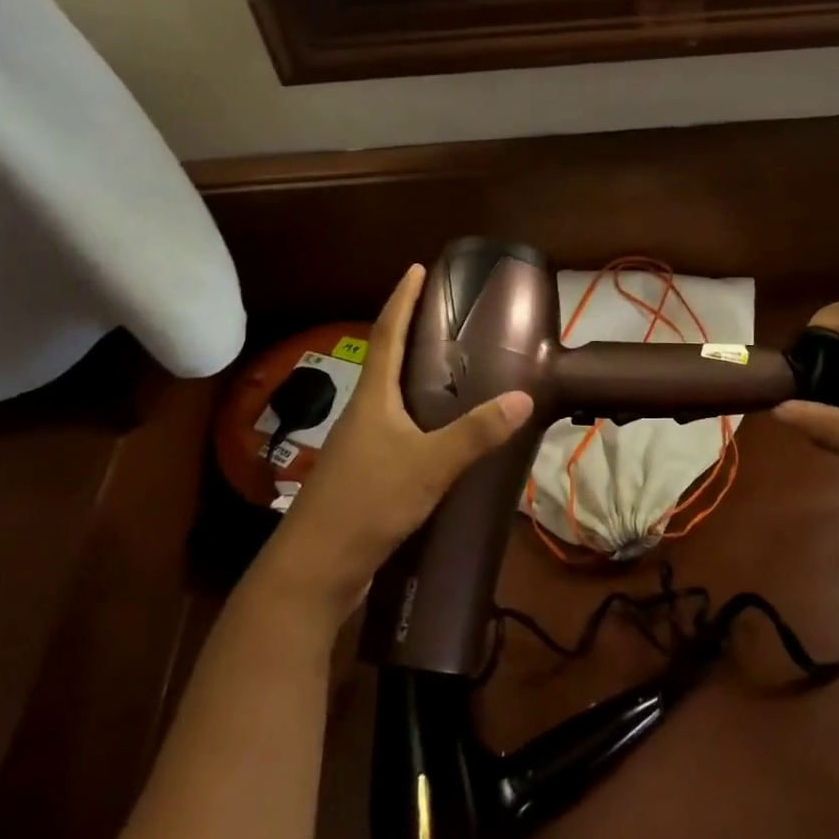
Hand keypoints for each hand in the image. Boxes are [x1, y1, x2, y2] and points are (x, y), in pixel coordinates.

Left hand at [251, 264, 532, 629]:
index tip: (416, 268)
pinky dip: (420, 419)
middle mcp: (363, 413)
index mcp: (373, 398)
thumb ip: (476, 433)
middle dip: (412, 333)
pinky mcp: (365, 475)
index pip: (387, 333)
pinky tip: (442, 435)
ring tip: (454, 370)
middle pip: (387, 361)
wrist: (315, 569)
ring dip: (416, 378)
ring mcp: (360, 446)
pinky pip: (397, 431)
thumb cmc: (368, 502)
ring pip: (392, 399)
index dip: (402, 299)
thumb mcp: (429, 465)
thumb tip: (523, 396)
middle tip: (449, 318)